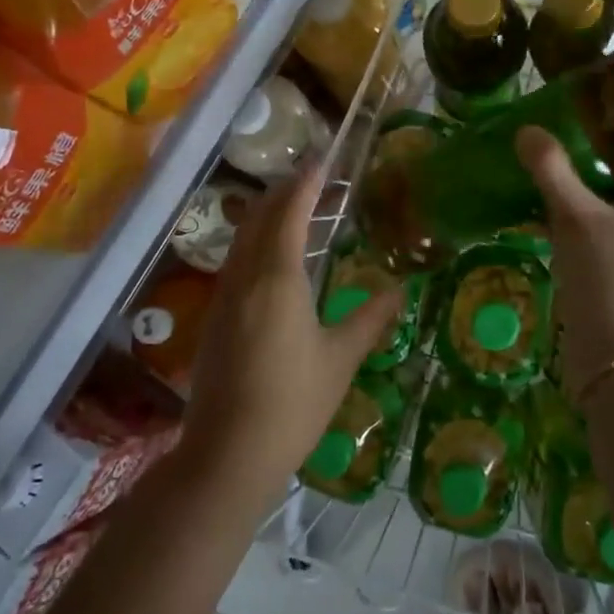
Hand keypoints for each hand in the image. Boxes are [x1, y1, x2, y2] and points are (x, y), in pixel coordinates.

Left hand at [181, 163, 401, 488]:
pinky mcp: (214, 317)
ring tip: (296, 210)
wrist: (229, 452)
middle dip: (284, 192)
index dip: (306, 183)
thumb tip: (399, 290)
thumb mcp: (340, 360)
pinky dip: (255, 242)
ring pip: (243, 238)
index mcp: (278, 279)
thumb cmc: (294, 404)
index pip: (291, 213)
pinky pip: (236, 261)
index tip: (322, 161)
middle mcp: (245, 277)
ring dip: (267, 215)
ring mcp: (224, 296)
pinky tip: (273, 258)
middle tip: (314, 180)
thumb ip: (370, 319)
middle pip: (260, 217)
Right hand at [516, 127, 613, 389]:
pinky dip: (579, 234)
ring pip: (612, 220)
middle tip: (553, 158)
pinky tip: (545, 228)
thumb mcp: (577, 217)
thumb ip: (552, 171)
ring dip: (581, 206)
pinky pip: (603, 246)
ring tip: (543, 188)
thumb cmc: (609, 277)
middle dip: (590, 175)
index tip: (578, 132)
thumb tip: (527, 129)